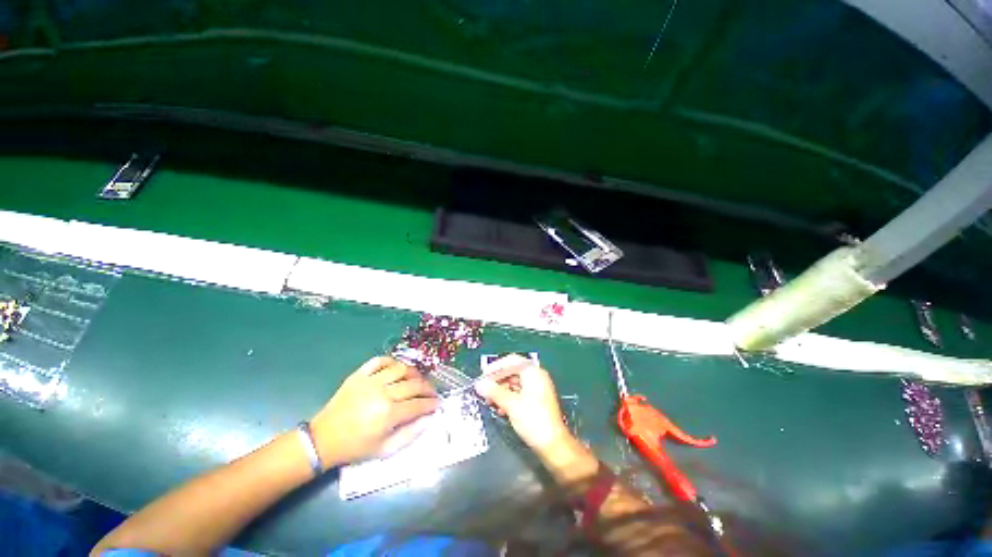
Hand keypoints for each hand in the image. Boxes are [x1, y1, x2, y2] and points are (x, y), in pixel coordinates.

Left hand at [310, 356, 438, 467]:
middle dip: (427, 388)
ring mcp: (370, 381)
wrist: (323, 439)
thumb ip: (410, 434)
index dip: (431, 403)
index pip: (418, 404)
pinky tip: (397, 369)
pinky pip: (380, 360)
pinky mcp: (359, 374)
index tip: (438, 403)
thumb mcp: (385, 450)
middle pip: (414, 384)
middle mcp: (382, 393)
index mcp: (388, 414)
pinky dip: (392, 362)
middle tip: (431, 392)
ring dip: (414, 373)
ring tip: (417, 379)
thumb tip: (429, 418)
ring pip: (401, 368)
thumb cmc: (356, 447)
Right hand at [474, 355, 571, 451]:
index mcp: (533, 372)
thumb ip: (494, 392)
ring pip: (515, 383)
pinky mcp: (537, 400)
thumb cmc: (535, 421)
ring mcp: (538, 388)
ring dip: (501, 390)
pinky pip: (519, 392)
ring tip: (490, 401)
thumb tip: (480, 384)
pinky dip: (508, 398)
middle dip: (497, 380)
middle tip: (485, 389)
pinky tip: (501, 408)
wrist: (553, 445)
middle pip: (512, 371)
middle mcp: (537, 377)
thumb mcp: (511, 404)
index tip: (483, 375)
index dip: (496, 367)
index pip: (511, 361)